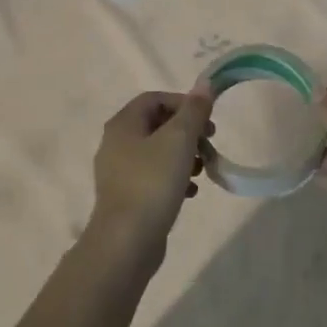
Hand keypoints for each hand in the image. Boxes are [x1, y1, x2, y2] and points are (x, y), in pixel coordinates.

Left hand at [91, 87, 214, 253]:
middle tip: (210, 142)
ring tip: (204, 169)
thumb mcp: (179, 139)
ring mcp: (119, 172)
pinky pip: (155, 177)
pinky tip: (191, 192)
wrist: (126, 242)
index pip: (155, 98)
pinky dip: (175, 177)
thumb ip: (194, 110)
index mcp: (123, 124)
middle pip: (158, 124)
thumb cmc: (153, 182)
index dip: (183, 103)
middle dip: (188, 131)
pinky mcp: (127, 197)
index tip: (207, 119)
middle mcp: (116, 143)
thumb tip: (205, 84)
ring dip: (185, 155)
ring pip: (158, 151)